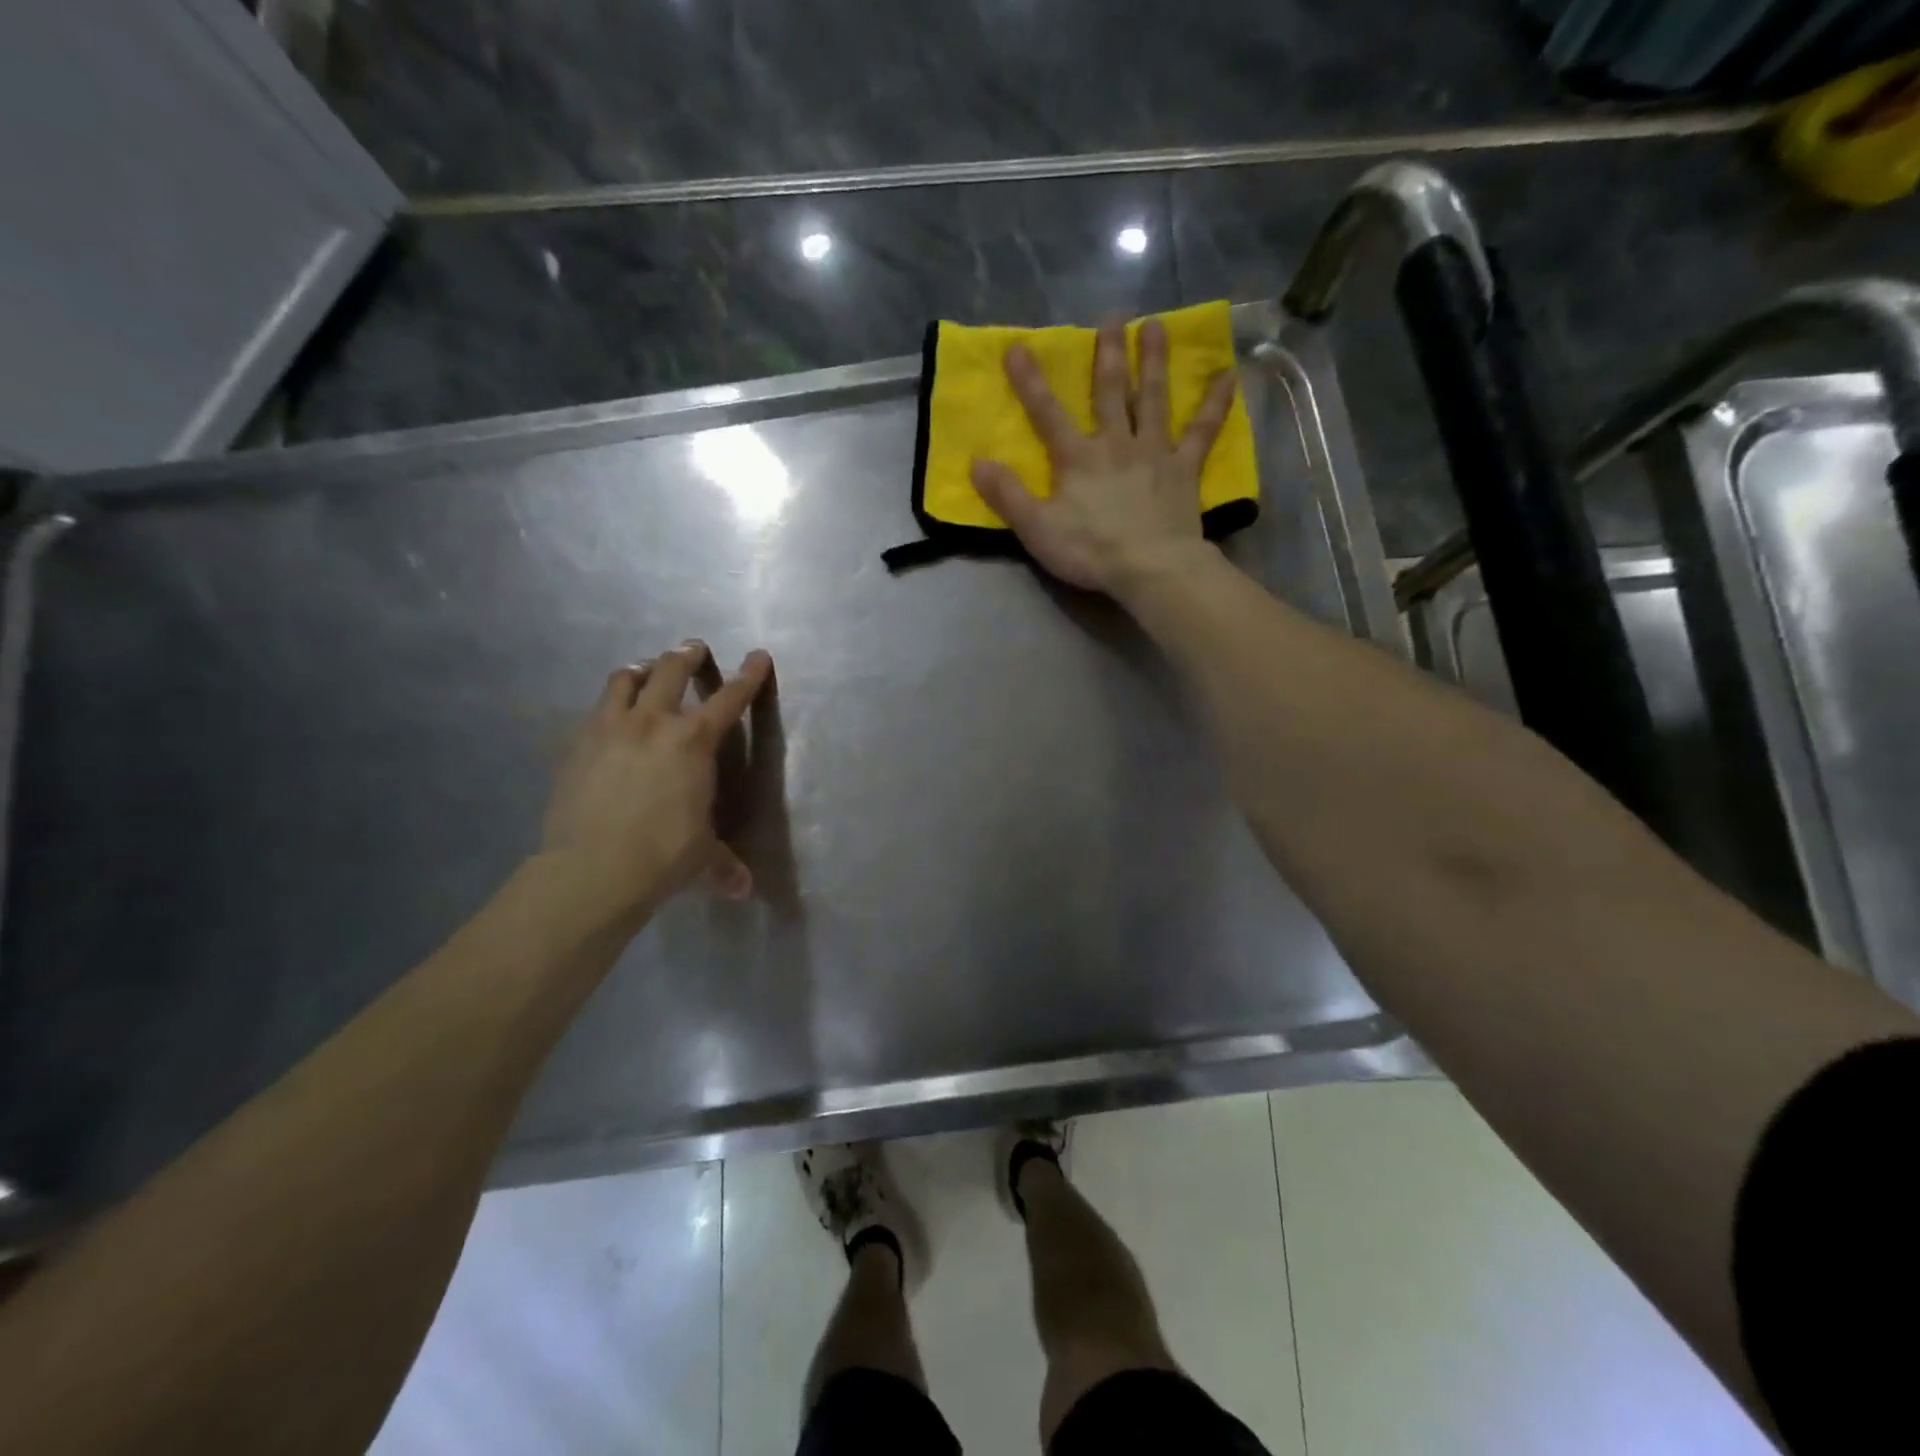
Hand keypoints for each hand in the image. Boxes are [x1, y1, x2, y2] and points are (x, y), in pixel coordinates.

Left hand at [540, 641, 773, 922]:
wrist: (592, 869)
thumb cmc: (663, 856)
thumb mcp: (702, 857)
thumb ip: (723, 865)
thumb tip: (743, 891)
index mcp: (694, 742)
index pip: (729, 699)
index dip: (748, 676)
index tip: (757, 656)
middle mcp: (653, 723)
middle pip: (670, 670)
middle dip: (686, 655)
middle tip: (692, 649)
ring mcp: (609, 729)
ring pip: (624, 679)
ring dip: (640, 670)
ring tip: (644, 671)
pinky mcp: (575, 745)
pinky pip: (594, 711)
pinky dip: (608, 706)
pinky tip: (608, 720)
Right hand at [969, 317, 1236, 597]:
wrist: (1149, 568)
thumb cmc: (1090, 550)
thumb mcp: (1036, 528)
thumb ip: (1007, 495)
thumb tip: (976, 462)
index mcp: (1078, 458)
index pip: (1047, 413)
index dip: (1030, 381)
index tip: (1018, 346)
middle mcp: (1116, 443)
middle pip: (1111, 392)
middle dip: (1108, 354)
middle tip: (1113, 316)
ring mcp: (1154, 452)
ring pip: (1154, 398)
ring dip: (1154, 362)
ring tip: (1157, 325)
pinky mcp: (1184, 469)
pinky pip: (1202, 431)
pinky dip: (1216, 404)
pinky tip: (1229, 375)